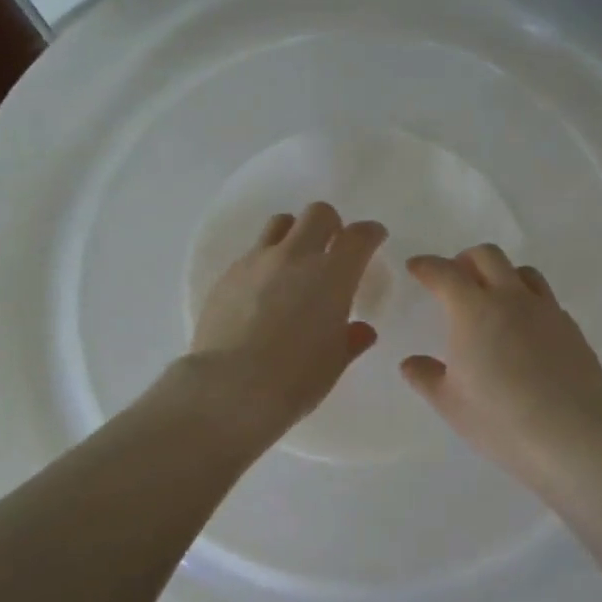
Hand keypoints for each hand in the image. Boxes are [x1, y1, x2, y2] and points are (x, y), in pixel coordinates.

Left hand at [189, 203, 387, 441]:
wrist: (230, 388)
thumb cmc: (296, 379)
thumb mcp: (334, 362)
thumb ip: (350, 339)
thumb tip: (361, 330)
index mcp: (332, 276)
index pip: (359, 236)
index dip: (370, 233)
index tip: (373, 238)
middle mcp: (295, 257)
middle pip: (318, 214)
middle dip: (331, 224)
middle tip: (332, 248)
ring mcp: (257, 262)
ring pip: (280, 224)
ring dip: (294, 234)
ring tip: (294, 263)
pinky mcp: (227, 275)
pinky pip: (252, 253)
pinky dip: (266, 262)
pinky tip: (262, 292)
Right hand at [400, 245, 601, 491]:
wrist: (572, 434)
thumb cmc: (500, 419)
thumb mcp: (450, 404)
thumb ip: (426, 377)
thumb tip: (411, 363)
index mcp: (474, 310)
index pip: (444, 273)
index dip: (426, 266)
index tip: (416, 267)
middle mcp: (511, 299)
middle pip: (488, 256)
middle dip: (465, 260)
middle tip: (455, 278)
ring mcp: (546, 311)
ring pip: (523, 272)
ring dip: (502, 274)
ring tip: (493, 298)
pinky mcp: (571, 328)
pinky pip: (545, 299)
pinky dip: (527, 301)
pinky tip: (524, 330)